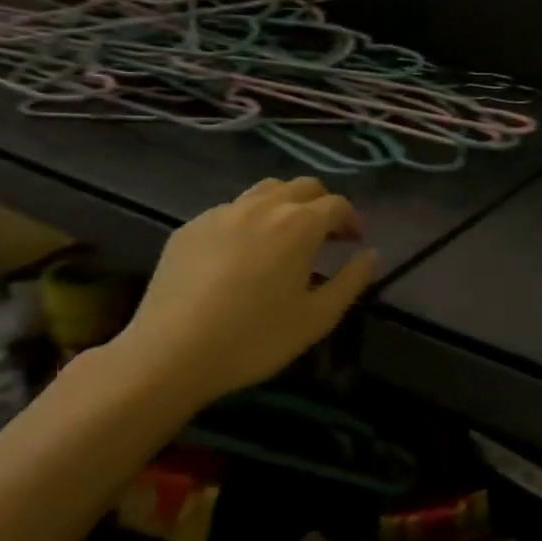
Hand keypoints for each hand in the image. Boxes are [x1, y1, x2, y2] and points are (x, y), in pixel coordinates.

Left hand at [107, 176, 378, 411]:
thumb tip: (370, 255)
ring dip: (285, 205)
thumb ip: (352, 280)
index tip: (355, 242)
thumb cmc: (255, 338)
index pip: (337, 205)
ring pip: (265, 191)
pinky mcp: (190, 228)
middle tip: (326, 236)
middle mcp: (263, 207)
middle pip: (303, 186)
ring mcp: (222, 213)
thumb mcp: (318, 317)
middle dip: (322, 205)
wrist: (171, 354)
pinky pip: (230, 211)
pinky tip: (242, 254)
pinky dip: (249, 221)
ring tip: (285, 237)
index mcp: (299, 224)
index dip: (352, 220)